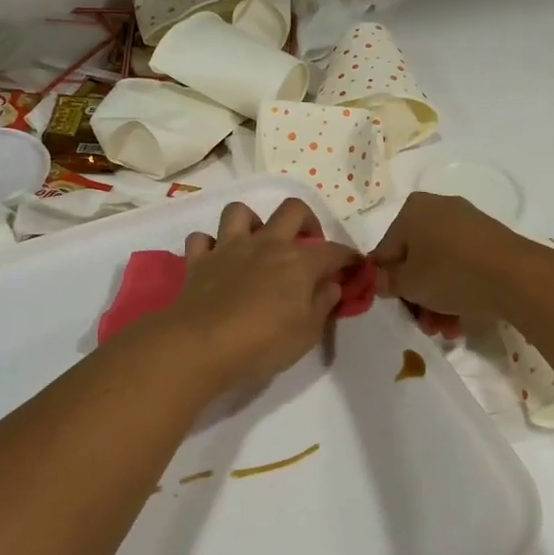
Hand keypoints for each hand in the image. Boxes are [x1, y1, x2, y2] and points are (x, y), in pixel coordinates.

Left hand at [162, 198, 358, 393]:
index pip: (333, 250)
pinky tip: (215, 260)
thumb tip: (332, 284)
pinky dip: (209, 245)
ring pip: (240, 212)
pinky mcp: (199, 260)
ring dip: (250, 222)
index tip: (354, 266)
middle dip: (307, 220)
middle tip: (307, 242)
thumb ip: (323, 304)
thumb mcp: (307, 333)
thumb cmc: (263, 343)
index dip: (348, 257)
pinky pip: (202, 239)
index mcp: (298, 262)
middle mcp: (266, 244)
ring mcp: (229, 248)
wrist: (202, 344)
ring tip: (256, 243)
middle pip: (292, 210)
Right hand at [369, 192, 529, 336]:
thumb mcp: (408, 284)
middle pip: (415, 259)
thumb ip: (387, 282)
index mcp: (412, 210)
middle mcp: (438, 208)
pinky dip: (459, 290)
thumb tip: (381, 280)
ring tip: (445, 330)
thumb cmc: (450, 273)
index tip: (395, 306)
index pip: (386, 250)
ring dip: (437, 300)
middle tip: (422, 323)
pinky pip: (464, 265)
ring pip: (441, 266)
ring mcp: (467, 223)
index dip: (386, 282)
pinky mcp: (491, 240)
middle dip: (417, 296)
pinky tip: (461, 321)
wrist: (516, 276)